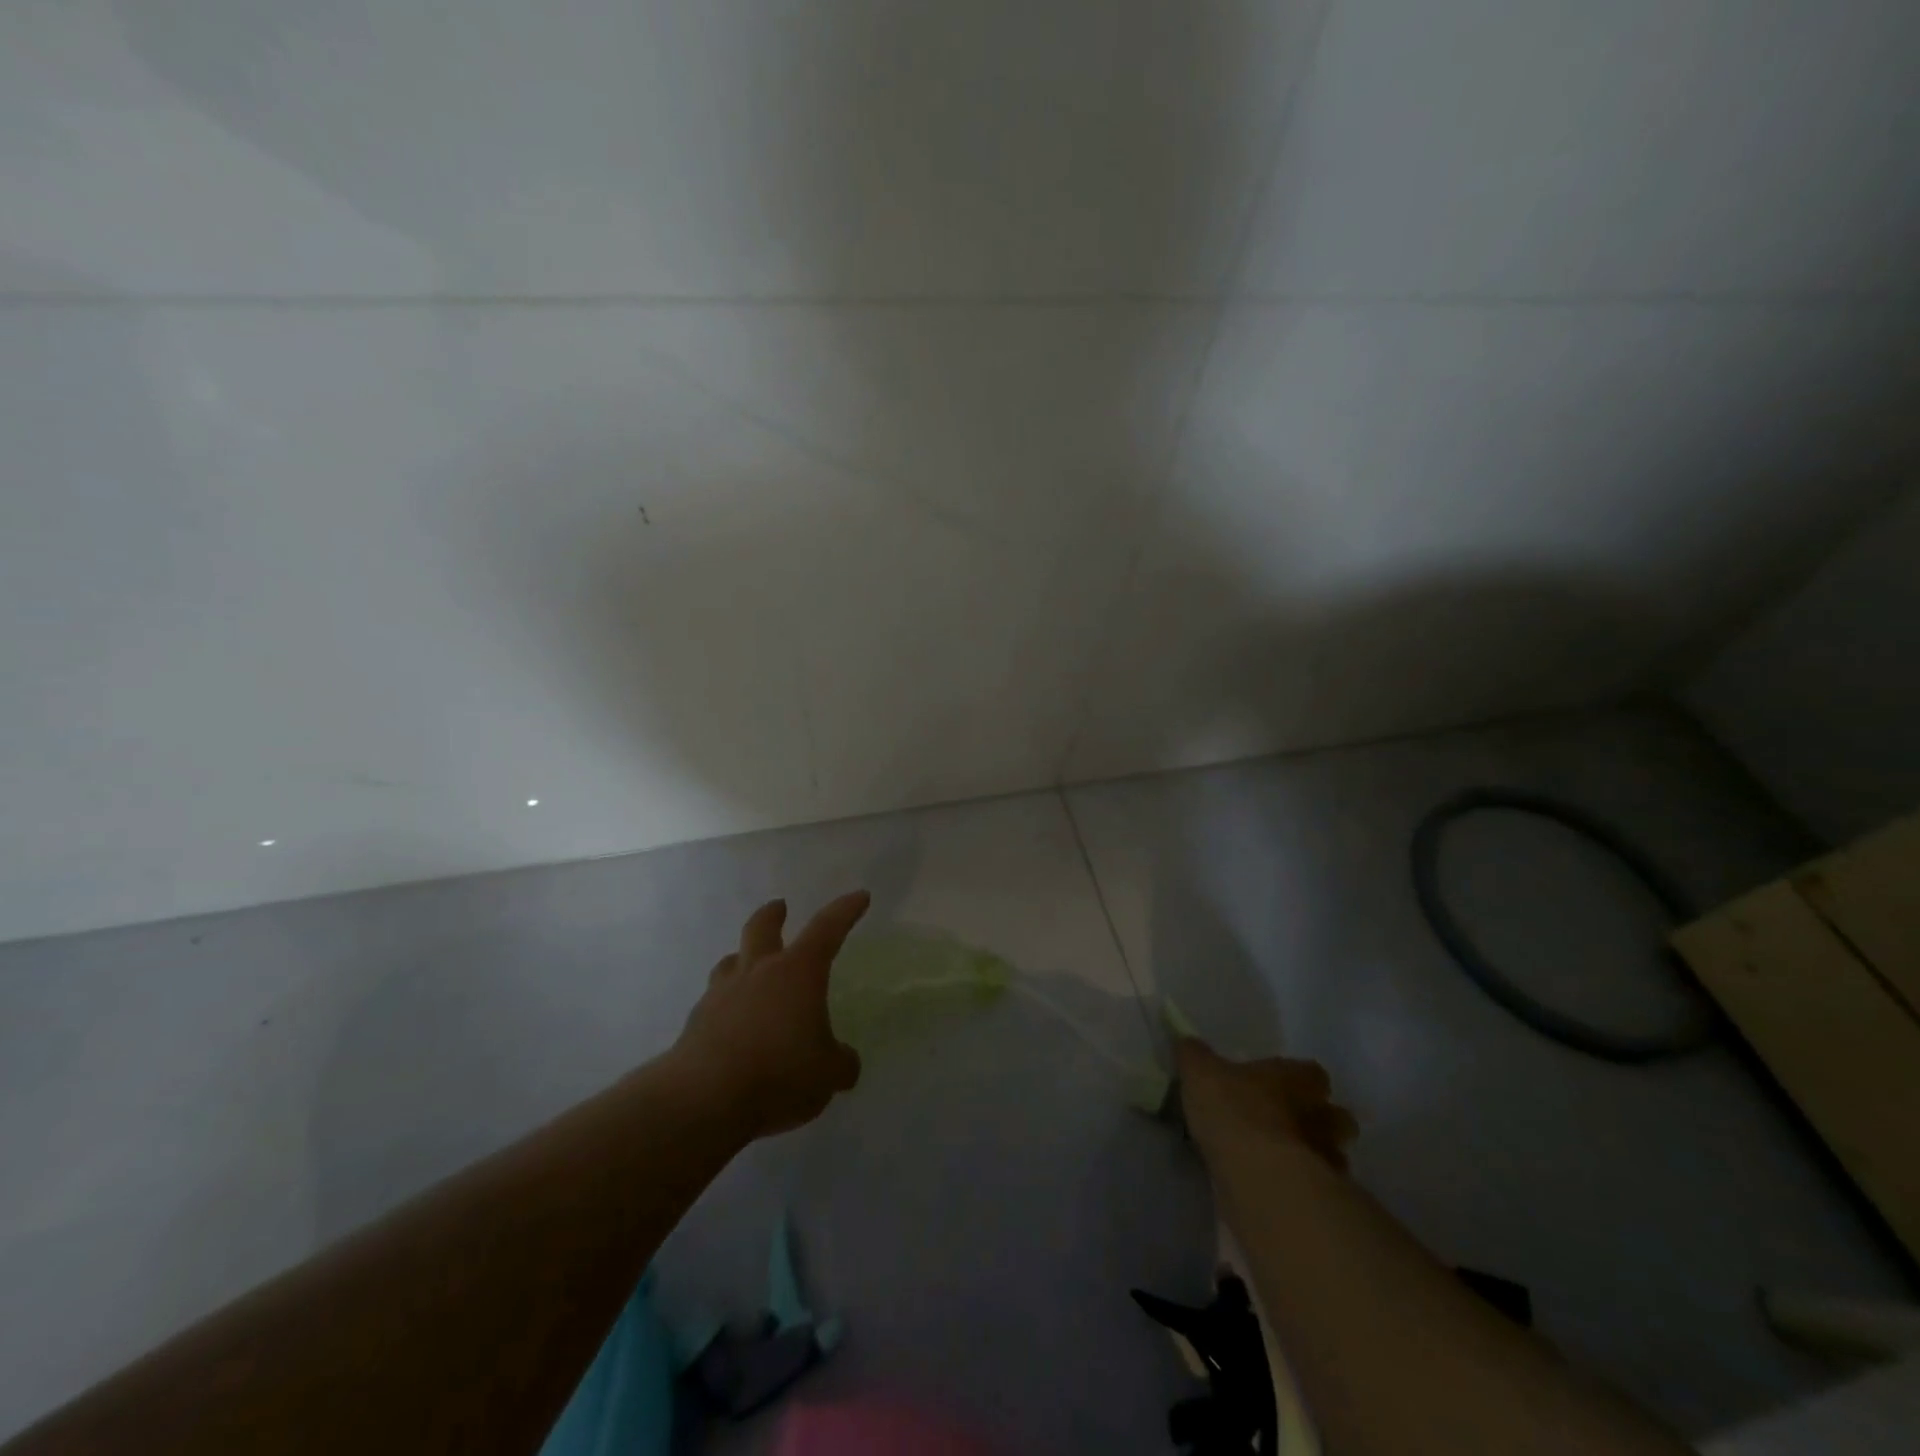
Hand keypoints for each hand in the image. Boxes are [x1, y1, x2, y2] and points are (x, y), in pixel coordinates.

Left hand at [669, 891, 868, 1140]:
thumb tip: (845, 1062)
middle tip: (780, 907)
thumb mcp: (827, 1074)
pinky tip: (732, 1025)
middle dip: (774, 914)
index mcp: (798, 972)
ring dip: (743, 957)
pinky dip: (726, 1005)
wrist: (704, 1099)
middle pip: (762, 927)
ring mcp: (722, 994)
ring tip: (749, 966)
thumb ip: (840, 1063)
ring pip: (732, 961)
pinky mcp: (696, 1022)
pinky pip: (714, 1001)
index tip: (859, 897)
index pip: (827, 928)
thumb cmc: (779, 1073)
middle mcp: (758, 972)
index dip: (845, 911)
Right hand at [1175, 1038, 1357, 1170]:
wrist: (1256, 1174)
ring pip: (1332, 1154)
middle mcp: (1320, 1114)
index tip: (1278, 1085)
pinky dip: (1304, 1187)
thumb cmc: (1232, 1109)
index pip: (1312, 1073)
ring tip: (1282, 1161)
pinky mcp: (1322, 1196)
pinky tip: (1278, 1188)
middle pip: (1335, 1116)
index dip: (1298, 1079)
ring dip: (1314, 1156)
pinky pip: (1318, 1188)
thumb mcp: (1199, 1072)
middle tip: (1289, 1125)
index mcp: (1295, 1078)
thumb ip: (1194, 1056)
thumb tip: (1186, 1042)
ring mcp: (1326, 1157)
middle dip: (1320, 1121)